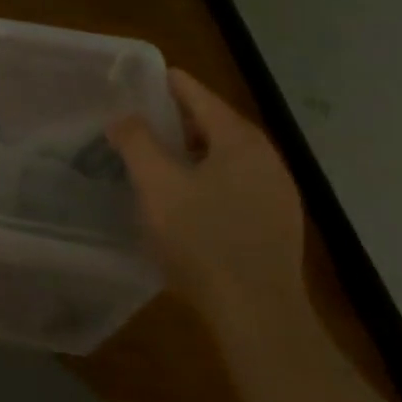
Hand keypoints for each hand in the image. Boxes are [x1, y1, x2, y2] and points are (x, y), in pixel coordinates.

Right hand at [107, 70, 307, 329]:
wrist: (259, 319)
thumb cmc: (203, 240)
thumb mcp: (156, 184)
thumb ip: (135, 140)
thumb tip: (123, 117)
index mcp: (240, 139)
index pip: (196, 93)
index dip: (161, 84)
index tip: (130, 83)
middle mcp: (266, 158)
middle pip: (211, 123)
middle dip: (172, 122)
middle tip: (134, 126)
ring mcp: (277, 194)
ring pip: (223, 157)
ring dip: (188, 154)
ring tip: (153, 164)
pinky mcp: (277, 226)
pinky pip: (235, 186)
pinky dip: (206, 181)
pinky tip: (184, 203)